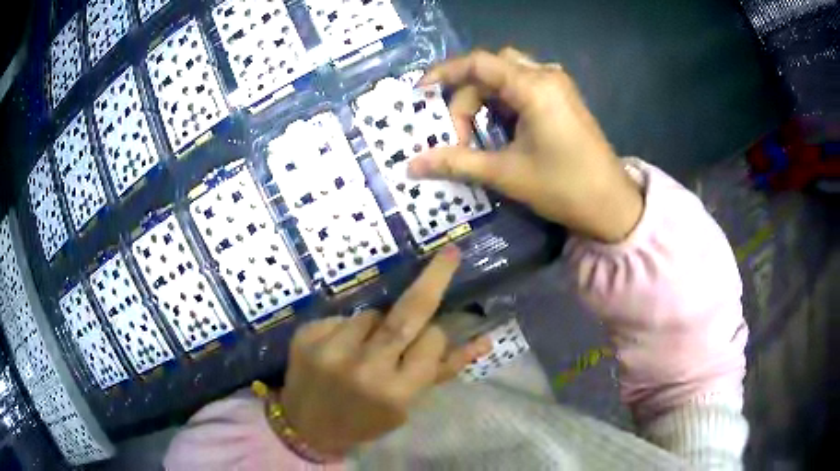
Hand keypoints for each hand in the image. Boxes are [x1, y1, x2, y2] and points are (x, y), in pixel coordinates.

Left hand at [280, 246, 491, 456]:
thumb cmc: (364, 421)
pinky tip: (338, 349)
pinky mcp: (307, 336)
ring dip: (377, 323)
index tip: (428, 337)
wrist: (306, 427)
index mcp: (395, 392)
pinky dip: (348, 329)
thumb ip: (440, 372)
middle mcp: (364, 369)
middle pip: (407, 313)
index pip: (432, 341)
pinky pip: (342, 318)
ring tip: (363, 348)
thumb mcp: (406, 407)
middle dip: (433, 278)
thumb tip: (484, 341)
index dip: (434, 334)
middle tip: (449, 255)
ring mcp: (331, 350)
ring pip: (372, 314)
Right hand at [410, 48, 642, 242]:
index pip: (478, 63)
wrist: (612, 205)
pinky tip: (501, 129)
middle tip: (458, 134)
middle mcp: (546, 76)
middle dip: (466, 97)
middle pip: (490, 69)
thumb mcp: (506, 174)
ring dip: (484, 99)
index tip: (421, 94)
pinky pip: (523, 87)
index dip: (444, 73)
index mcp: (534, 87)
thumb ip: (457, 162)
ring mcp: (558, 86)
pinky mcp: (563, 98)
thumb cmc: (563, 187)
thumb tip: (413, 165)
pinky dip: (503, 102)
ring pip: (506, 76)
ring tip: (476, 133)